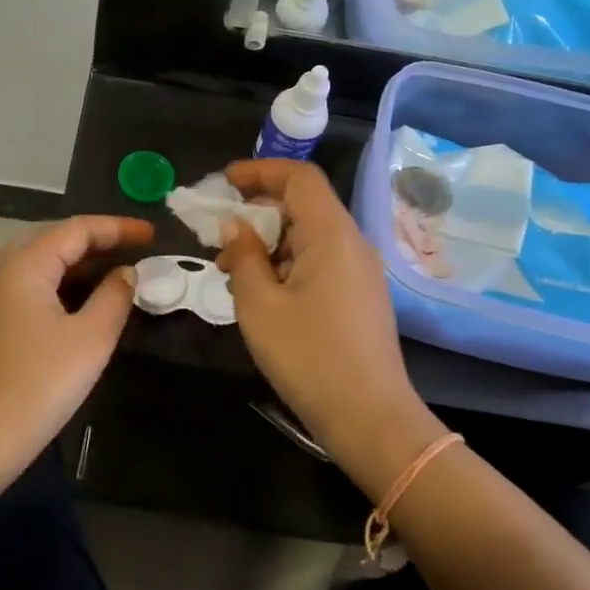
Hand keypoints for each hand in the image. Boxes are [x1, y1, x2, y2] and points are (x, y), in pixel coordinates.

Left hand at [0, 216, 152, 475]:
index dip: (118, 228)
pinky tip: (73, 304)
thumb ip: (114, 297)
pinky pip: (22, 286)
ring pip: (34, 264)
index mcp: (23, 264)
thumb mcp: (90, 340)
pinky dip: (53, 284)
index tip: (152, 235)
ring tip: (110, 274)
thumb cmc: (37, 386)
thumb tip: (126, 273)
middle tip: (132, 252)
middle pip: (52, 239)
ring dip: (73, 264)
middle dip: (94, 241)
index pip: (76, 229)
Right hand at [217, 161, 442, 491]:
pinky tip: (262, 291)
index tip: (224, 184)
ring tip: (232, 270)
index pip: (299, 176)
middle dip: (258, 211)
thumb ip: (244, 256)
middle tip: (219, 236)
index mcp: (331, 234)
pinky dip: (288, 262)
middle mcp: (352, 242)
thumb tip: (235, 226)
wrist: (370, 418)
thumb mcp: (259, 305)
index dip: (259, 171)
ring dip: (269, 241)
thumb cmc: (308, 357)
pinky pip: (321, 259)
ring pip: (310, 234)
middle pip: (304, 204)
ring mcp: (361, 269)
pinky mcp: (361, 294)